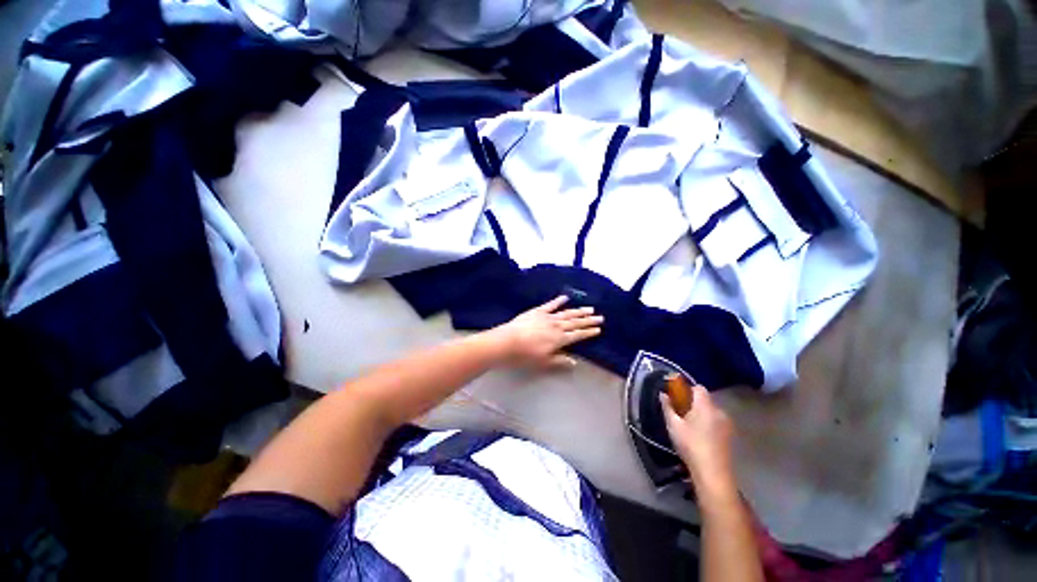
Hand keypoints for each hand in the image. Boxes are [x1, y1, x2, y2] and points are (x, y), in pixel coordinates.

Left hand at [488, 295, 602, 368]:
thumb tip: (575, 362)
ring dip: (578, 311)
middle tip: (600, 317)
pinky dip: (558, 300)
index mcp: (559, 339)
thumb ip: (560, 361)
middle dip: (588, 320)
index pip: (578, 335)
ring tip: (589, 308)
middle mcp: (556, 326)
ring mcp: (547, 317)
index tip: (598, 329)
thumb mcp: (543, 362)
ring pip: (566, 313)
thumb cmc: (524, 356)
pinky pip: (550, 304)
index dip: (588, 332)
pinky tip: (565, 297)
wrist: (506, 342)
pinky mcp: (537, 311)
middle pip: (575, 323)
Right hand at [660, 384, 737, 500]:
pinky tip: (701, 436)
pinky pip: (717, 421)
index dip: (687, 389)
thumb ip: (667, 407)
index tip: (678, 398)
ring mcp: (727, 424)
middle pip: (705, 399)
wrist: (713, 473)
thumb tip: (663, 394)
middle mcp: (719, 411)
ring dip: (702, 414)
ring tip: (690, 427)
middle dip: (693, 403)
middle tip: (681, 413)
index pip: (698, 387)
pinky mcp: (730, 435)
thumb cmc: (690, 445)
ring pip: (712, 411)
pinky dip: (709, 423)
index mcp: (705, 406)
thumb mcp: (673, 425)